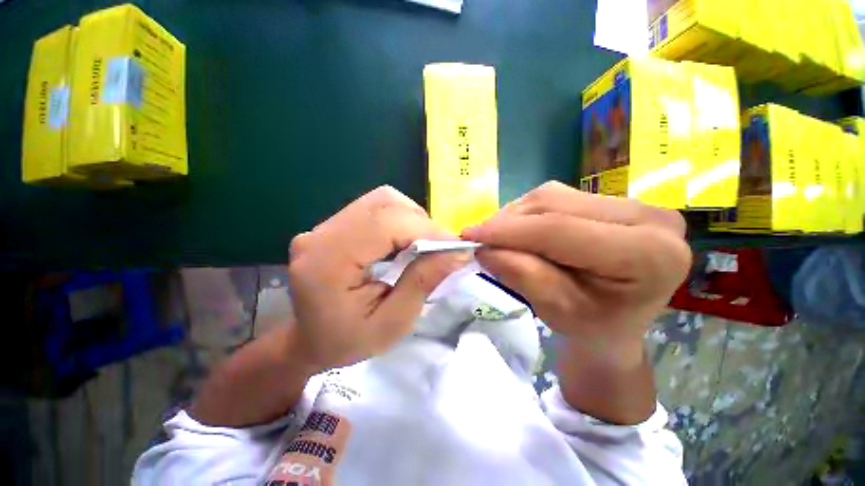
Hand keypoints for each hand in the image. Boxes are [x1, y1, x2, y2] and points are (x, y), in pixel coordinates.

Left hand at [288, 186, 470, 371]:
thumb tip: (458, 252)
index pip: (385, 225)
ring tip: (425, 245)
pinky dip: (401, 220)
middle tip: (442, 248)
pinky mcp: (333, 225)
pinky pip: (375, 209)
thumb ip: (422, 282)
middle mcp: (321, 234)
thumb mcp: (392, 323)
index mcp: (327, 262)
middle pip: (384, 204)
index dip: (426, 230)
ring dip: (412, 219)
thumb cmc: (347, 342)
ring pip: (382, 201)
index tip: (456, 247)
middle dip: (422, 223)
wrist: (308, 342)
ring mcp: (324, 226)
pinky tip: (407, 240)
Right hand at [462, 182, 690, 365]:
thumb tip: (485, 249)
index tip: (470, 236)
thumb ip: (522, 275)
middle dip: (508, 222)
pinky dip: (527, 213)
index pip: (561, 230)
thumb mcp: (556, 310)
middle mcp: (650, 217)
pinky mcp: (614, 200)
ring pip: (552, 196)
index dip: (509, 231)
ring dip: (515, 216)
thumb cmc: (592, 328)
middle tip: (480, 239)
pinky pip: (557, 197)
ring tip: (498, 237)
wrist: (617, 324)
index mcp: (648, 254)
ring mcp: (633, 203)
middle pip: (556, 205)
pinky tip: (517, 230)